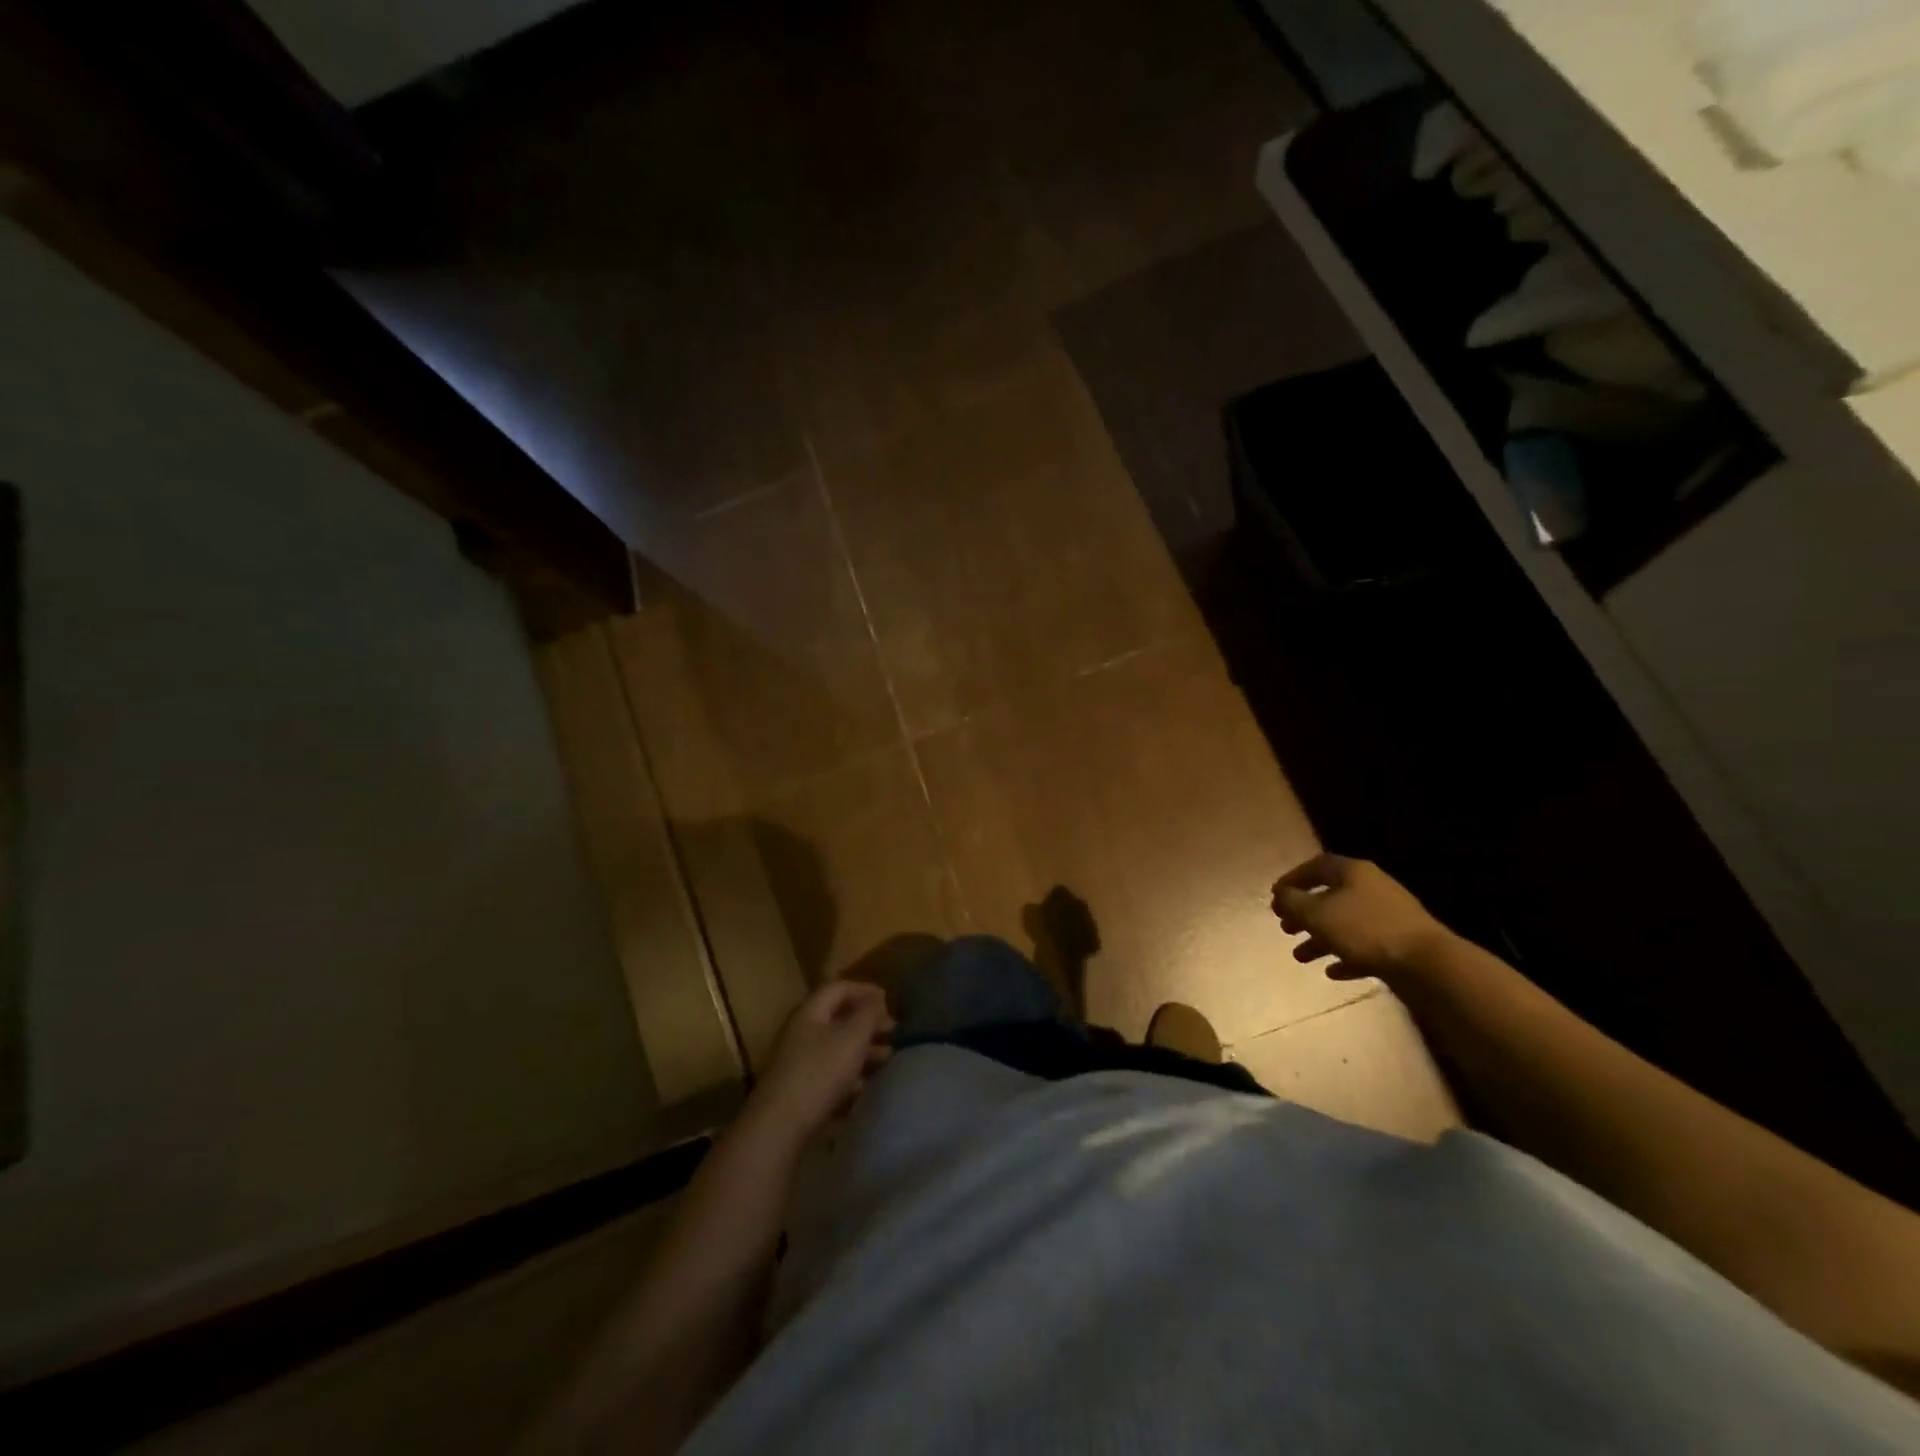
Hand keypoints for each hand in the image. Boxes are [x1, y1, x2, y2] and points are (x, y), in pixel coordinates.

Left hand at [747, 980, 894, 1143]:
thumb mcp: (852, 1037)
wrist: (780, 1125)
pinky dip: (850, 1073)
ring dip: (862, 1049)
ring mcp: (797, 1061)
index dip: (865, 989)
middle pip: (838, 1018)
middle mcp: (801, 1032)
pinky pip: (829, 1072)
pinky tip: (865, 1085)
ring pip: (835, 1046)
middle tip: (893, 1032)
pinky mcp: (798, 1089)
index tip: (889, 1000)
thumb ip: (868, 1014)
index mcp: (810, 1012)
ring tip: (887, 1059)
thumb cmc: (820, 1072)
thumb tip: (877, 999)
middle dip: (867, 1022)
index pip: (839, 988)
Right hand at [1271, 853, 1456, 984]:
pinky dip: (1345, 956)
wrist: (1428, 964)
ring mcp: (1389, 917)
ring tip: (1300, 957)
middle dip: (1304, 913)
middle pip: (1330, 896)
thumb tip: (1281, 896)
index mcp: (1353, 872)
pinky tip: (1332, 972)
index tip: (1275, 896)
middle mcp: (1372, 888)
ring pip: (1345, 924)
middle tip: (1285, 927)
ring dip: (1320, 939)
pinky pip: (1364, 947)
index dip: (1293, 879)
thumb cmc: (1365, 930)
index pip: (1316, 866)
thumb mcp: (1316, 914)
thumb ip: (1292, 903)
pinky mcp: (1400, 944)